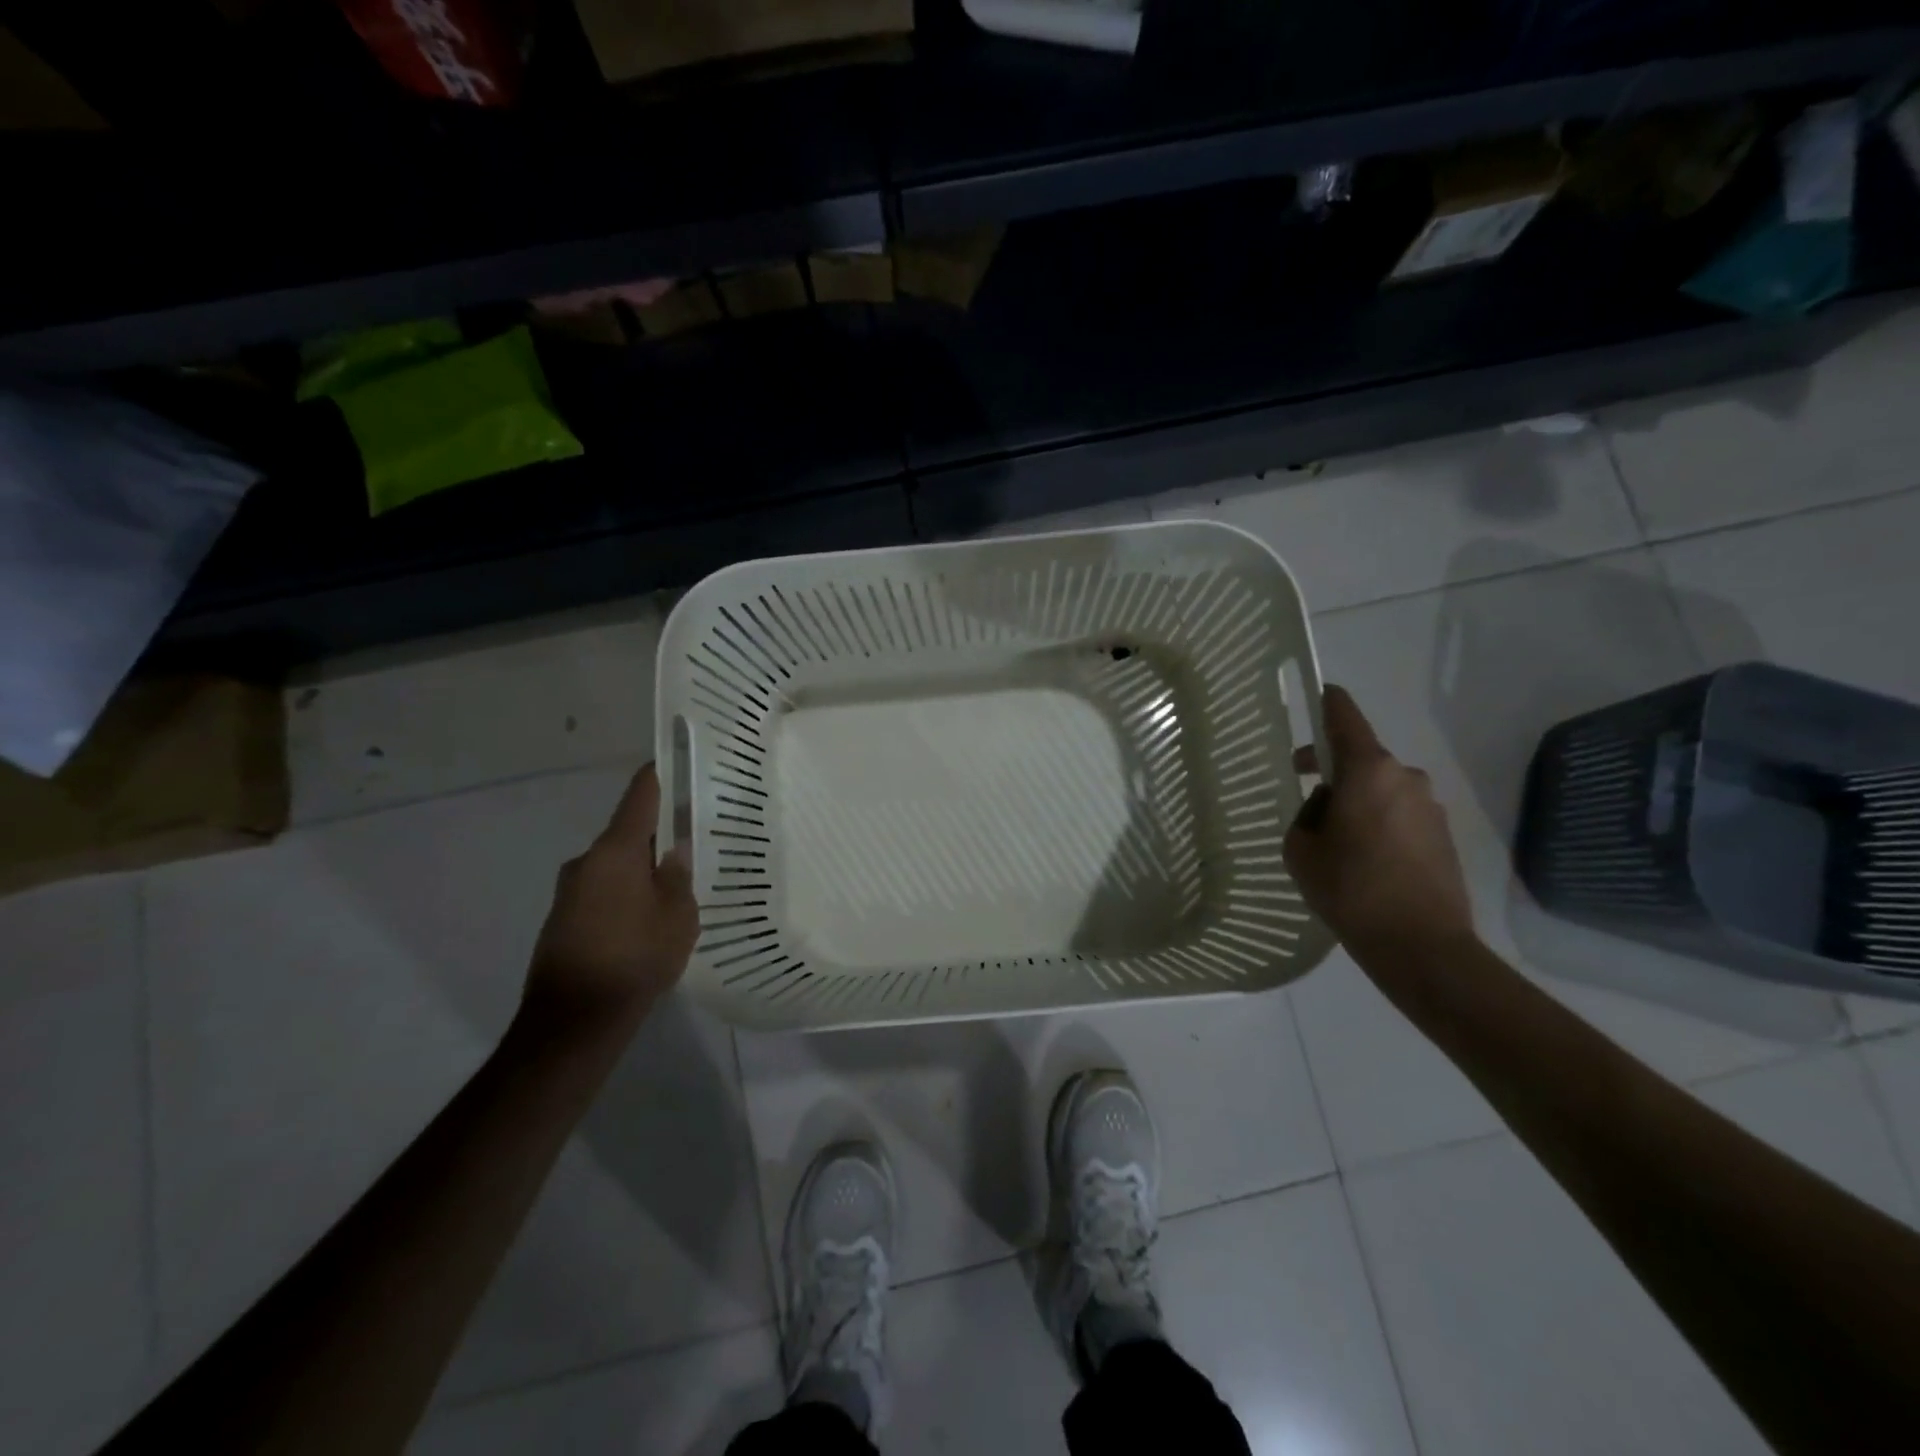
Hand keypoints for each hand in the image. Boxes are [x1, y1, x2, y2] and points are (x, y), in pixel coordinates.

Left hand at [521, 763, 698, 1041]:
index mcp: (615, 851)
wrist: (573, 1022)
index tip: (676, 762)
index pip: (639, 796)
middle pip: (627, 833)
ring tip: (673, 891)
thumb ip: (678, 876)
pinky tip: (645, 922)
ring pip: (615, 866)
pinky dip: (624, 896)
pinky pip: (602, 892)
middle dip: (657, 837)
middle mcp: (586, 861)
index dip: (658, 776)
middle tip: (692, 845)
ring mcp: (569, 891)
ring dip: (640, 871)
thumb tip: (675, 851)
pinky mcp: (562, 920)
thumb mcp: (678, 915)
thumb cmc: (635, 958)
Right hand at [1283, 686, 1475, 966]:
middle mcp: (1404, 777)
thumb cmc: (1350, 889)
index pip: (1344, 717)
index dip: (1327, 702)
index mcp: (1368, 771)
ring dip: (1358, 802)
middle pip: (1361, 757)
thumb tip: (1328, 805)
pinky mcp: (1443, 834)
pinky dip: (1380, 824)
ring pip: (1381, 789)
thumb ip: (1307, 814)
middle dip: (1333, 770)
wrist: (1421, 946)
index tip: (1317, 694)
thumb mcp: (1300, 848)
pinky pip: (1400, 814)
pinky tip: (1366, 862)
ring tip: (1338, 845)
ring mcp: (1430, 805)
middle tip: (1307, 799)